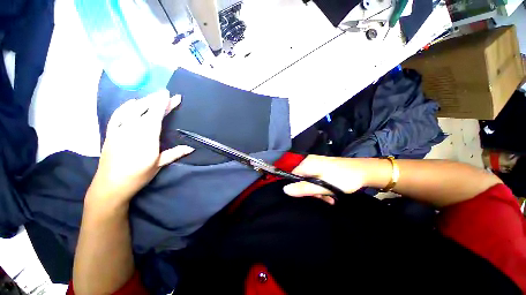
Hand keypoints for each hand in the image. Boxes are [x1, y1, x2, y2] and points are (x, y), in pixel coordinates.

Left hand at [87, 90, 193, 207]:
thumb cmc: (138, 175)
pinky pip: (118, 115)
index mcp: (147, 137)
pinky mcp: (111, 132)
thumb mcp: (159, 165)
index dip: (164, 104)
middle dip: (157, 100)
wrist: (110, 185)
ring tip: (153, 97)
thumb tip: (191, 148)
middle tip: (166, 94)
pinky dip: (126, 107)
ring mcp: (120, 129)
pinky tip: (132, 103)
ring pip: (132, 110)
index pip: (157, 115)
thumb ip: (175, 153)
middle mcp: (132, 129)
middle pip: (146, 109)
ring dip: (144, 101)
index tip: (172, 95)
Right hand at [283, 155, 370, 204]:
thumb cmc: (342, 178)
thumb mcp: (322, 186)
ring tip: (328, 198)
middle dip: (309, 190)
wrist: (364, 171)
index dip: (295, 186)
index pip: (292, 175)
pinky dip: (321, 187)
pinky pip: (316, 179)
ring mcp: (316, 164)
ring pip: (309, 180)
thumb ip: (303, 188)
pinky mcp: (322, 168)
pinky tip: (330, 194)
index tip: (306, 195)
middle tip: (321, 197)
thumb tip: (285, 189)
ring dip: (316, 190)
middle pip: (300, 179)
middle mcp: (309, 162)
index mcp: (306, 163)